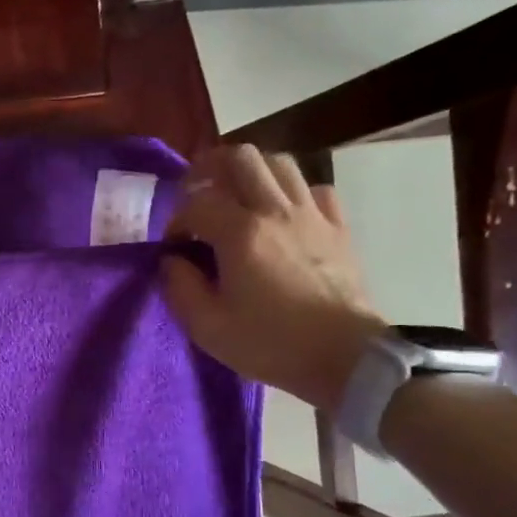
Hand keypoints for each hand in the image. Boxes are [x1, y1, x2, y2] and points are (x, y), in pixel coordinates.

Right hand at [163, 143, 387, 409]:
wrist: (344, 358)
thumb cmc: (271, 344)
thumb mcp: (207, 327)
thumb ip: (180, 287)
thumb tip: (172, 261)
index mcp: (241, 234)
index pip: (197, 203)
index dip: (177, 220)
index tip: (174, 247)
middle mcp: (276, 211)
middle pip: (241, 158)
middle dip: (210, 168)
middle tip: (197, 193)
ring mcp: (312, 215)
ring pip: (279, 164)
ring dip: (251, 173)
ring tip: (236, 196)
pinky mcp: (337, 227)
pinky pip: (313, 189)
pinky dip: (291, 192)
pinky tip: (281, 214)